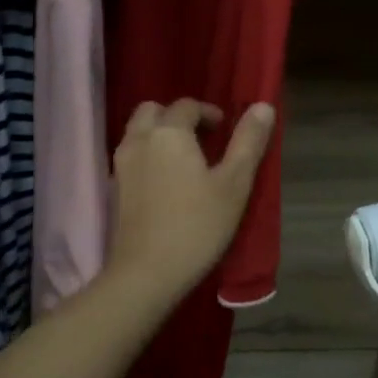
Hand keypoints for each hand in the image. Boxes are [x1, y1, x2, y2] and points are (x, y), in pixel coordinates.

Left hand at [108, 99, 274, 296]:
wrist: (147, 272)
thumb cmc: (198, 226)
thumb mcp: (234, 184)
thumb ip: (248, 142)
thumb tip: (263, 106)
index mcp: (168, 132)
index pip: (186, 105)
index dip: (208, 112)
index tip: (225, 129)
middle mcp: (139, 140)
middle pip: (153, 111)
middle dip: (177, 116)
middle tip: (202, 138)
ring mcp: (121, 165)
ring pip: (138, 132)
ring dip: (160, 134)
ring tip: (186, 160)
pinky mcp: (114, 188)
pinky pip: (132, 156)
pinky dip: (148, 154)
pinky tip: (167, 181)